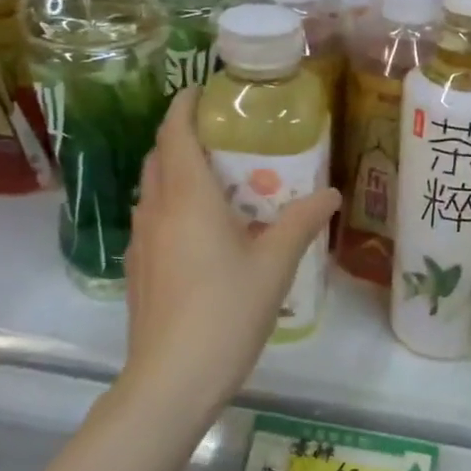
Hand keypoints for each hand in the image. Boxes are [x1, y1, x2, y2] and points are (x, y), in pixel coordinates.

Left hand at [115, 90, 340, 416]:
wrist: (171, 380)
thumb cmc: (226, 313)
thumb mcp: (275, 265)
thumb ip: (302, 222)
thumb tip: (331, 193)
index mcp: (188, 199)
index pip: (175, 134)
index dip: (185, 106)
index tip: (204, 90)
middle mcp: (157, 211)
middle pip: (159, 157)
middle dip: (184, 137)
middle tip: (225, 137)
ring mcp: (142, 242)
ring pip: (153, 189)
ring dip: (177, 172)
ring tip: (220, 181)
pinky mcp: (139, 269)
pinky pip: (154, 219)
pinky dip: (174, 205)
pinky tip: (205, 232)